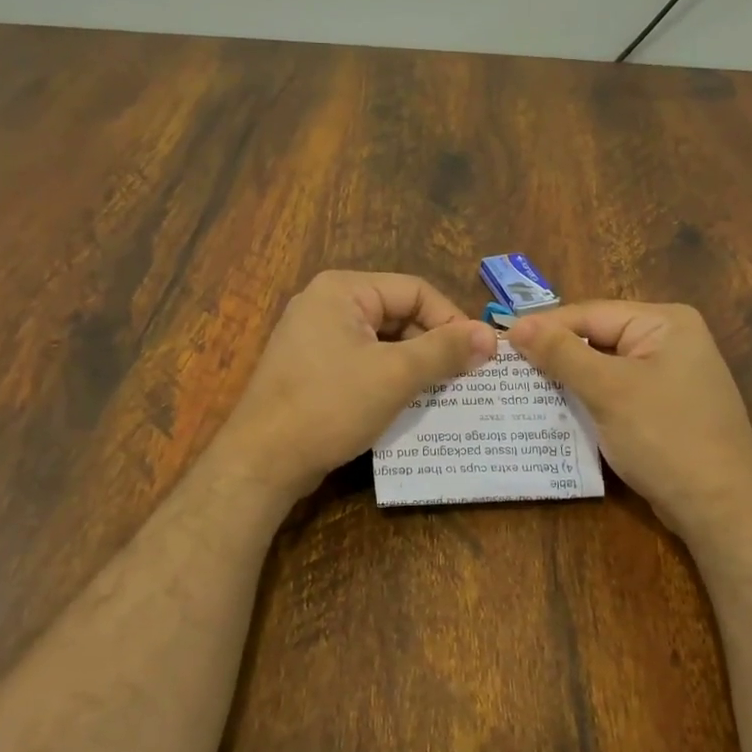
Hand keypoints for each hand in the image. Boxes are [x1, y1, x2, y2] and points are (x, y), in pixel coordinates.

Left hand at [215, 271, 496, 498]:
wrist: (263, 460)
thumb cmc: (330, 406)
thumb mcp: (395, 375)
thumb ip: (444, 351)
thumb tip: (489, 336)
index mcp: (343, 290)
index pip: (415, 291)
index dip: (452, 321)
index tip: (479, 357)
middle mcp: (326, 304)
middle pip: (398, 314)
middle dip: (433, 345)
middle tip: (465, 378)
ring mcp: (315, 337)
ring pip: (382, 341)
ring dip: (414, 365)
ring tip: (444, 393)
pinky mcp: (312, 369)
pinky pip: (362, 362)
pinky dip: (389, 378)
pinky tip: (408, 404)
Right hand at [508, 301, 751, 535]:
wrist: (721, 508)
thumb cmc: (665, 437)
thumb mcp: (608, 391)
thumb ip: (561, 354)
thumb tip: (516, 326)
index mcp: (665, 322)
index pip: (590, 313)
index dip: (544, 327)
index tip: (499, 341)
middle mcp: (670, 340)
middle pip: (597, 338)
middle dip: (554, 355)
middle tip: (505, 367)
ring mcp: (669, 375)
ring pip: (603, 367)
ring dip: (567, 379)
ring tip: (520, 388)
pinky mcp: (663, 407)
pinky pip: (615, 392)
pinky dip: (587, 399)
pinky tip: (556, 411)